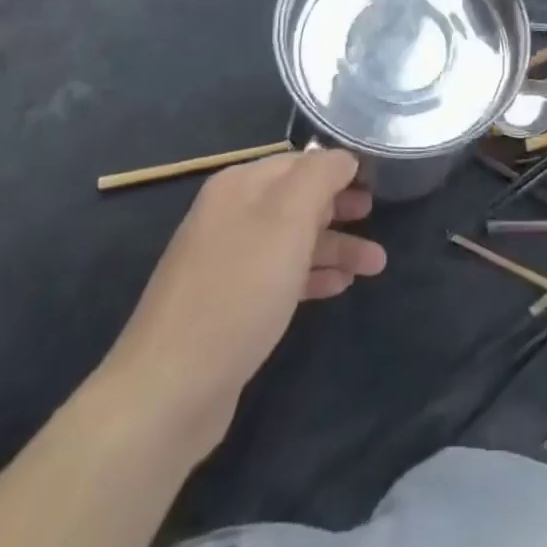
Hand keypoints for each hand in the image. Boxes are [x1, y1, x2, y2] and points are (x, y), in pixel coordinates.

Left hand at [100, 149, 385, 454]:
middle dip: (339, 208)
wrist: (170, 388)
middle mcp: (230, 214)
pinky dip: (311, 276)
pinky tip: (339, 287)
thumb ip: (319, 177)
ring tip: (376, 264)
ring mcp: (226, 261)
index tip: (376, 180)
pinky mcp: (228, 305)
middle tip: (377, 216)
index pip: (299, 161)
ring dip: (334, 247)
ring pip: (291, 241)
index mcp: (239, 185)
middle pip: (296, 200)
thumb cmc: (238, 290)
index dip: (338, 168)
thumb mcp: (288, 219)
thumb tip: (342, 157)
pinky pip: (279, 276)